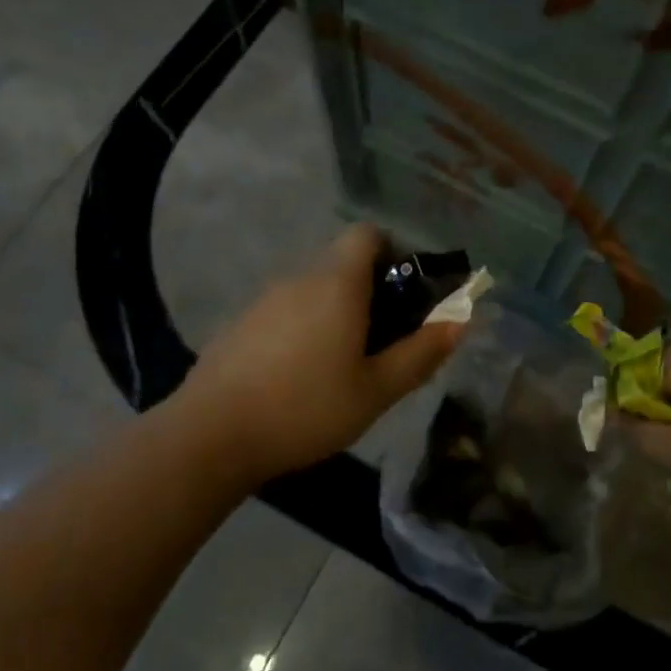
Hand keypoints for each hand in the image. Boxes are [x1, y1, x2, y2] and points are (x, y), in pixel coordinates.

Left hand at [178, 224, 462, 487]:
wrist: (210, 436)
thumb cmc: (306, 408)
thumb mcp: (376, 390)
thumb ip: (421, 353)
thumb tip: (459, 321)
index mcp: (337, 283)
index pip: (367, 234)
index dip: (392, 252)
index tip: (403, 295)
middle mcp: (300, 278)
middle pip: (343, 264)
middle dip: (370, 292)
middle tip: (382, 343)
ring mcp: (264, 299)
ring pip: (313, 290)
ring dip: (335, 313)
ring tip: (341, 367)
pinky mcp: (240, 324)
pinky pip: (285, 312)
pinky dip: (303, 329)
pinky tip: (298, 378)